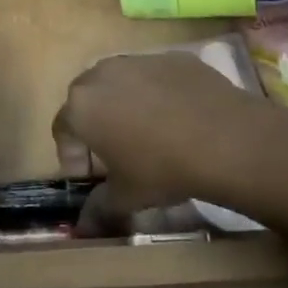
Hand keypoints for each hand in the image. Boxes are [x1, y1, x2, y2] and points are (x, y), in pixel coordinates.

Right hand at [54, 53, 287, 219]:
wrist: (226, 139)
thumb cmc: (163, 169)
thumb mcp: (127, 196)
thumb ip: (98, 208)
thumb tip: (82, 229)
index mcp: (82, 105)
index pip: (62, 128)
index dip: (72, 155)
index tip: (91, 176)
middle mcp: (103, 73)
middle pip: (87, 98)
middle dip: (95, 124)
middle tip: (116, 153)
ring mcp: (139, 60)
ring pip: (120, 82)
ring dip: (124, 104)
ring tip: (148, 133)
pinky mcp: (172, 57)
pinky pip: (154, 76)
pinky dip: (157, 93)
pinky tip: (179, 118)